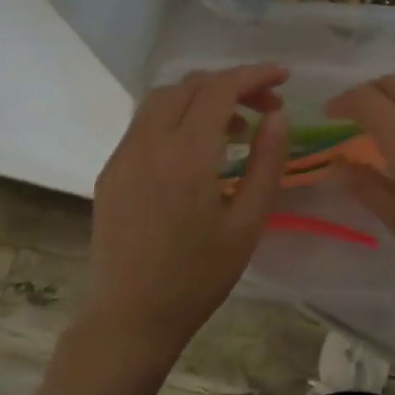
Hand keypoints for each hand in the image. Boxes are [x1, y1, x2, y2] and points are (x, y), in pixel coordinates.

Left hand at [81, 65, 291, 369]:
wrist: (130, 318)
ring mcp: (123, 155)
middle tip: (266, 105)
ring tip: (235, 126)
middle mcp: (148, 144)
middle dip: (231, 83)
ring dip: (202, 98)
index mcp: (186, 157)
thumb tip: (277, 117)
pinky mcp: (110, 171)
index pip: (220, 89)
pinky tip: (197, 149)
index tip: (284, 78)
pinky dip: (177, 118)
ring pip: (162, 100)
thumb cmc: (198, 278)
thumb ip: (267, 164)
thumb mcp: (247, 224)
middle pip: (189, 86)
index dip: (254, 75)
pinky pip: (145, 125)